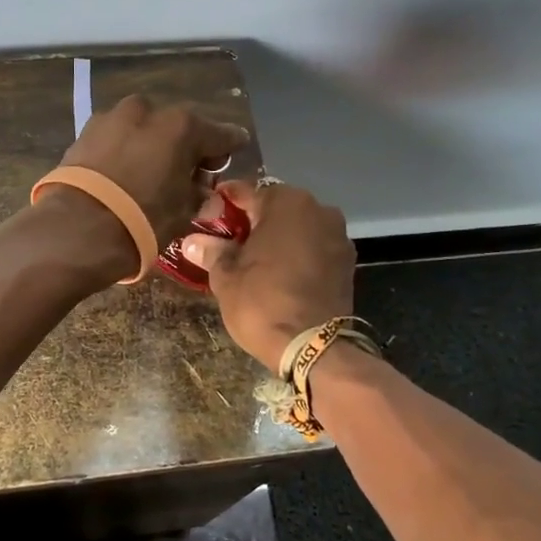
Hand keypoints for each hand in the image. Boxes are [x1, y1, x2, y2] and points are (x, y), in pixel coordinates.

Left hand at [56, 95, 249, 245]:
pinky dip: (126, 150)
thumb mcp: (182, 213)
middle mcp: (149, 110)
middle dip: (186, 147)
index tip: (237, 148)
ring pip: (144, 129)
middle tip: (189, 173)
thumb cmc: (142, 220)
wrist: (78, 228)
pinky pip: (117, 138)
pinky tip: (125, 171)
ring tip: (152, 172)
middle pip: (178, 127)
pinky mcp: (85, 131)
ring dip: (153, 145)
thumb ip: (198, 196)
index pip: (220, 134)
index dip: (230, 145)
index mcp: (182, 126)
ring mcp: (113, 117)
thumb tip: (203, 192)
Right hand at [181, 180, 354, 368]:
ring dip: (274, 239)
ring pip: (296, 228)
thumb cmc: (262, 302)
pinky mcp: (347, 262)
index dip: (219, 208)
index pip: (243, 192)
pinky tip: (278, 275)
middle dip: (249, 223)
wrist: (313, 347)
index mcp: (285, 202)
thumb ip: (211, 251)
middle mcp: (318, 208)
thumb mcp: (226, 276)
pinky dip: (295, 255)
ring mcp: (337, 235)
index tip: (204, 225)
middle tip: (225, 246)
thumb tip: (192, 241)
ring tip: (251, 264)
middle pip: (273, 208)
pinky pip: (313, 248)